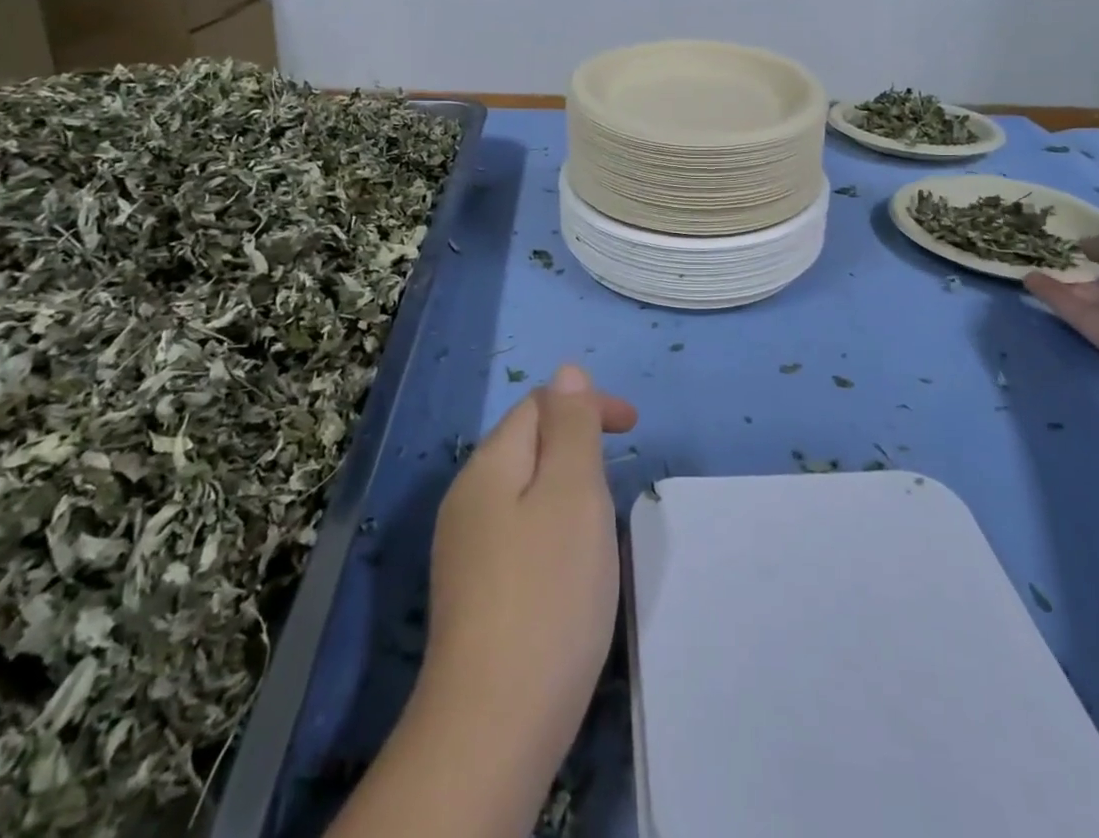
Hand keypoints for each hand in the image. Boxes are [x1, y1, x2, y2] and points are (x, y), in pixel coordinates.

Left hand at [418, 365, 638, 775]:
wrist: (494, 724)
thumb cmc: (548, 592)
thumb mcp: (573, 492)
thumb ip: (571, 426)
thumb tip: (567, 373)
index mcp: (489, 466)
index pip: (539, 405)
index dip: (588, 404)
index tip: (634, 427)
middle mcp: (467, 499)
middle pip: (526, 444)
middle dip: (576, 442)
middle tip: (620, 472)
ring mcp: (464, 549)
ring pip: (524, 490)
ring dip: (566, 485)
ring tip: (603, 515)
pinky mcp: (473, 594)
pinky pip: (518, 531)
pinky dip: (552, 525)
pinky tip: (570, 564)